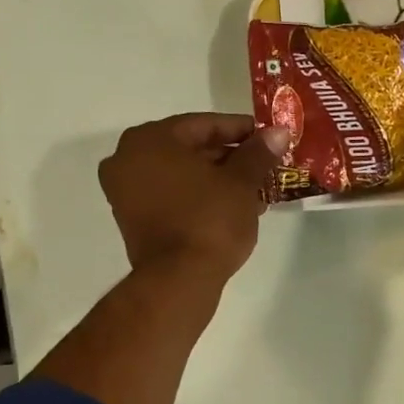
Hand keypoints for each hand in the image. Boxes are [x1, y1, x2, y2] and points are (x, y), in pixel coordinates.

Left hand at [97, 113, 289, 280]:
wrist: (180, 279)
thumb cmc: (210, 220)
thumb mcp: (242, 182)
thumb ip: (258, 152)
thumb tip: (278, 131)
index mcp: (150, 139)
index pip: (204, 125)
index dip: (241, 130)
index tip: (268, 138)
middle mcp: (127, 158)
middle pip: (190, 148)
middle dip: (230, 157)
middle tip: (264, 165)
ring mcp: (125, 191)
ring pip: (181, 174)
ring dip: (217, 179)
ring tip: (255, 189)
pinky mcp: (132, 219)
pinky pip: (171, 195)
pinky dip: (199, 196)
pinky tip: (231, 206)